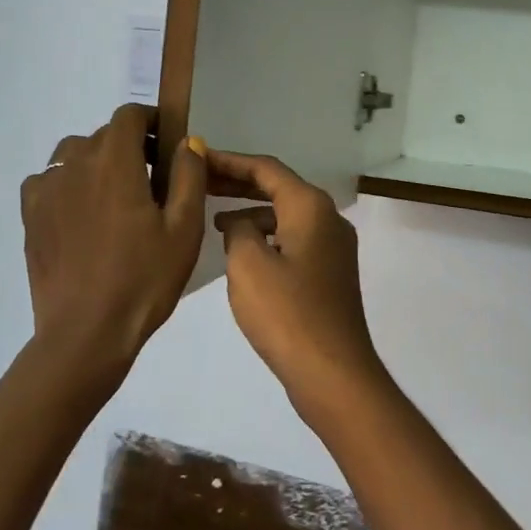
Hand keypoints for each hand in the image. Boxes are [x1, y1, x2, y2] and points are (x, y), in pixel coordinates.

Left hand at [21, 105, 206, 385]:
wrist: (87, 333)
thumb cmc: (144, 279)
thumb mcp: (184, 229)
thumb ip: (188, 176)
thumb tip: (188, 142)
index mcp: (115, 162)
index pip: (127, 116)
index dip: (149, 120)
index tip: (166, 142)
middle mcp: (75, 165)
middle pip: (102, 135)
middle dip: (128, 145)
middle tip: (151, 179)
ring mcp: (46, 190)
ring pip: (72, 155)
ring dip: (96, 162)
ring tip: (114, 195)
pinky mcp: (30, 217)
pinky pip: (48, 181)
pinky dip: (67, 183)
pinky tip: (81, 213)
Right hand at [208, 151, 387, 424]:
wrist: (332, 372)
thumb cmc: (287, 313)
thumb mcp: (248, 263)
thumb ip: (238, 230)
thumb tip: (240, 224)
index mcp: (311, 207)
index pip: (266, 168)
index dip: (230, 161)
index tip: (197, 157)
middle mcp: (328, 218)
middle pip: (278, 188)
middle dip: (239, 183)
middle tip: (199, 182)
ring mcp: (332, 247)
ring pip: (285, 215)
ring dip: (251, 212)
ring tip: (213, 221)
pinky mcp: (329, 274)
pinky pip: (292, 240)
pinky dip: (266, 237)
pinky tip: (241, 255)